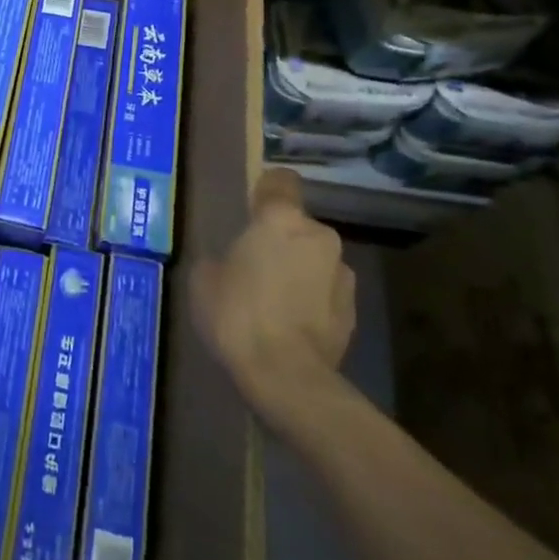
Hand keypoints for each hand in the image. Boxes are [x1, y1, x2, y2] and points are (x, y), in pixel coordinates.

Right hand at [191, 167, 356, 430]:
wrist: (287, 378)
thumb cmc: (237, 314)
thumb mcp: (204, 279)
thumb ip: (221, 257)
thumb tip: (230, 262)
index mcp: (281, 219)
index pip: (281, 181)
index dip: (267, 191)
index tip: (252, 208)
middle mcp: (319, 236)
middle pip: (298, 226)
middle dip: (281, 240)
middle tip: (254, 266)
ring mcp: (342, 275)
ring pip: (315, 260)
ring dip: (299, 271)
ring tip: (273, 302)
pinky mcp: (354, 312)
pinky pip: (325, 293)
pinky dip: (311, 301)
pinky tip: (289, 326)